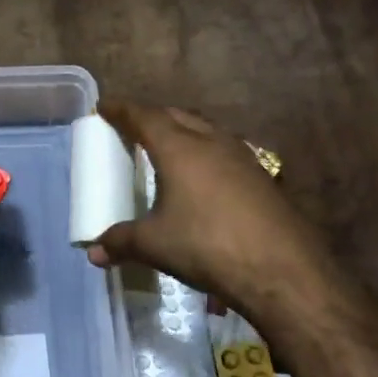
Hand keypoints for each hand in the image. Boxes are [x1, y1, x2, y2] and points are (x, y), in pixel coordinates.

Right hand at [88, 99, 302, 309]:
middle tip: (134, 127)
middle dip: (153, 116)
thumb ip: (121, 242)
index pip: (144, 116)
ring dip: (184, 131)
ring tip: (169, 146)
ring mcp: (242, 157)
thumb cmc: (208, 245)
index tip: (104, 107)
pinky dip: (206, 152)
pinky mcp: (263, 177)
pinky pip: (225, 151)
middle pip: (177, 115)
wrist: (282, 269)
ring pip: (206, 130)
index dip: (122, 110)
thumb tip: (94, 252)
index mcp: (180, 148)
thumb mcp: (156, 244)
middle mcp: (211, 142)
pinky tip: (204, 176)